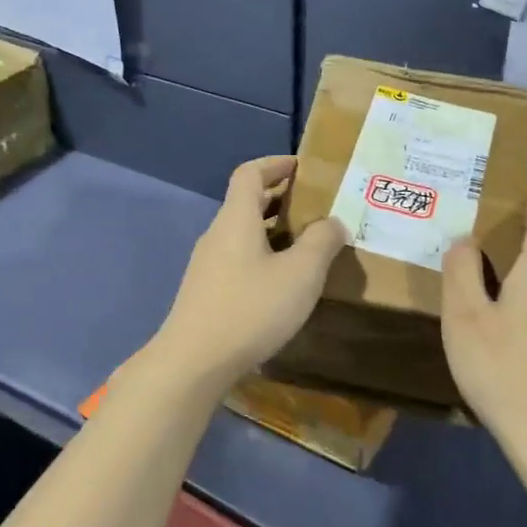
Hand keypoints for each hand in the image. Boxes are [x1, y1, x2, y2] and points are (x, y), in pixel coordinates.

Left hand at [148, 157, 346, 396]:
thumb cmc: (251, 309)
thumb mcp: (301, 274)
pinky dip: (261, 254)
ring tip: (305, 243)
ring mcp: (207, 263)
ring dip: (272, 229)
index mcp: (236, 218)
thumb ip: (322, 242)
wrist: (193, 362)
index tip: (302, 167)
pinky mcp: (205, 290)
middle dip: (279, 198)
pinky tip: (282, 281)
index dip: (275, 164)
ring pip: (242, 232)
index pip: (250, 173)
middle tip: (314, 206)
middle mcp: (217, 233)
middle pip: (245, 201)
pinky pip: (237, 257)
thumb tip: (333, 222)